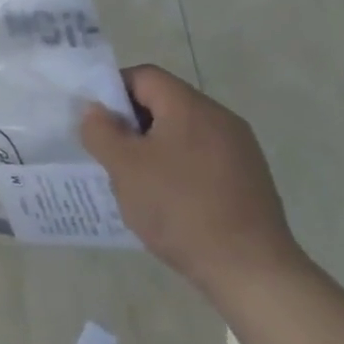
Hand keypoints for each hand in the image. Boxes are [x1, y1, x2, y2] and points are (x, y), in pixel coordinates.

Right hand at [81, 65, 300, 288]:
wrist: (249, 268)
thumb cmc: (179, 208)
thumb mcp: (124, 167)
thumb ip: (101, 131)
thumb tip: (95, 110)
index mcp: (190, 107)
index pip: (144, 76)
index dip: (112, 91)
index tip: (95, 123)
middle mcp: (220, 118)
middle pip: (164, 101)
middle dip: (130, 122)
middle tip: (109, 154)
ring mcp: (239, 148)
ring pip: (181, 131)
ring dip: (152, 146)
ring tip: (134, 180)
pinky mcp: (247, 176)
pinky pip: (200, 155)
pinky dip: (176, 166)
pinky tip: (166, 198)